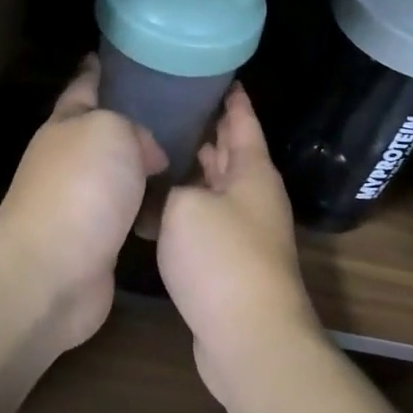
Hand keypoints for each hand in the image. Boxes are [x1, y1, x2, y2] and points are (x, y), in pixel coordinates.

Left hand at [0, 55, 166, 350]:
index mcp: (66, 125)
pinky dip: (151, 206)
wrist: (53, 270)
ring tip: (191, 156)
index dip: (98, 70)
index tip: (118, 56)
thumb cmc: (81, 187)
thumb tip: (148, 156)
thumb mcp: (112, 130)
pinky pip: (132, 211)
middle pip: (105, 132)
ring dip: (147, 168)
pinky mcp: (98, 240)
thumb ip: (135, 128)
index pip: (84, 87)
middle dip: (135, 121)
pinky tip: (178, 203)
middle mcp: (70, 160)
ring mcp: (81, 202)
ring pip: (122, 174)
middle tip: (180, 110)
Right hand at [156, 85, 323, 407]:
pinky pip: (207, 218)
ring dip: (195, 168)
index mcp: (252, 171)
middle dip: (209, 128)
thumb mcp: (186, 207)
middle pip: (231, 151)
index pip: (243, 120)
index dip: (231, 97)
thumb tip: (168, 187)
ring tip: (160, 145)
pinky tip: (159, 203)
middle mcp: (254, 195)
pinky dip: (187, 205)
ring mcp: (245, 230)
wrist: (249, 337)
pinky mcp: (231, 260)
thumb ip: (173, 186)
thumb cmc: (221, 258)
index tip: (218, 75)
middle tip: (175, 104)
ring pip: (217, 186)